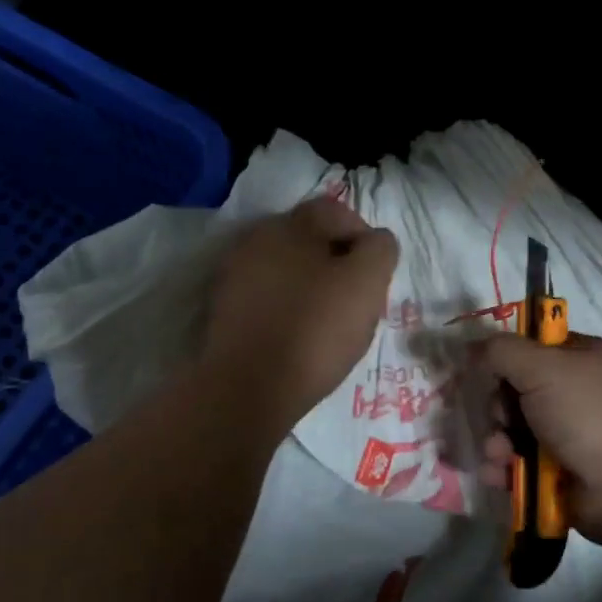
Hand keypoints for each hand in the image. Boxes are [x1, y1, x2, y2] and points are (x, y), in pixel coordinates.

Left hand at [201, 198, 398, 432]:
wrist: (246, 388)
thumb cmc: (315, 330)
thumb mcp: (366, 284)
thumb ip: (380, 250)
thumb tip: (375, 241)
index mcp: (292, 224)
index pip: (339, 212)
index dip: (365, 241)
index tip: (375, 279)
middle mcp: (258, 238)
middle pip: (310, 240)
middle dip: (336, 263)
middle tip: (354, 301)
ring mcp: (234, 273)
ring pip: (287, 268)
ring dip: (309, 285)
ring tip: (325, 323)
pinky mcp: (222, 308)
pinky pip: (266, 296)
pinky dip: (284, 307)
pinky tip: (294, 336)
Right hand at [475, 333, 601, 548]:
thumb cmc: (593, 412)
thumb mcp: (545, 367)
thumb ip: (502, 351)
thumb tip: (472, 347)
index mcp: (580, 359)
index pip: (532, 348)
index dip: (504, 357)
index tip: (481, 369)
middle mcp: (574, 395)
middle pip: (515, 392)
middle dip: (498, 407)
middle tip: (500, 417)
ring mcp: (568, 437)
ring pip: (513, 432)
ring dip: (497, 442)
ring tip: (498, 454)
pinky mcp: (559, 475)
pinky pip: (519, 467)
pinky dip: (504, 470)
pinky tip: (497, 475)